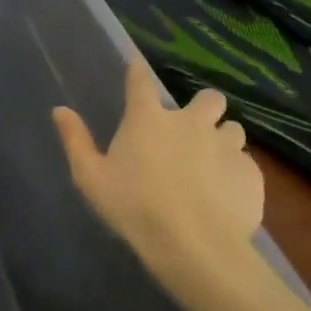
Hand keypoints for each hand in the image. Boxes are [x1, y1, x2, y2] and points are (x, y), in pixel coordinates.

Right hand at [53, 62, 266, 294]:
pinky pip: (245, 163)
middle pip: (208, 98)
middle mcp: (190, 122)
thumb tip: (60, 110)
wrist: (194, 244)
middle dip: (203, 107)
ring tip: (211, 161)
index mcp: (147, 120)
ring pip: (232, 129)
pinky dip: (234, 171)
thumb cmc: (133, 206)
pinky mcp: (250, 173)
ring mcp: (225, 146)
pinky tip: (223, 192)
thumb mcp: (90, 177)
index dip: (137, 72)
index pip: (141, 82)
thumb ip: (75, 140)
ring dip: (221, 138)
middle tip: (190, 128)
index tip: (136, 66)